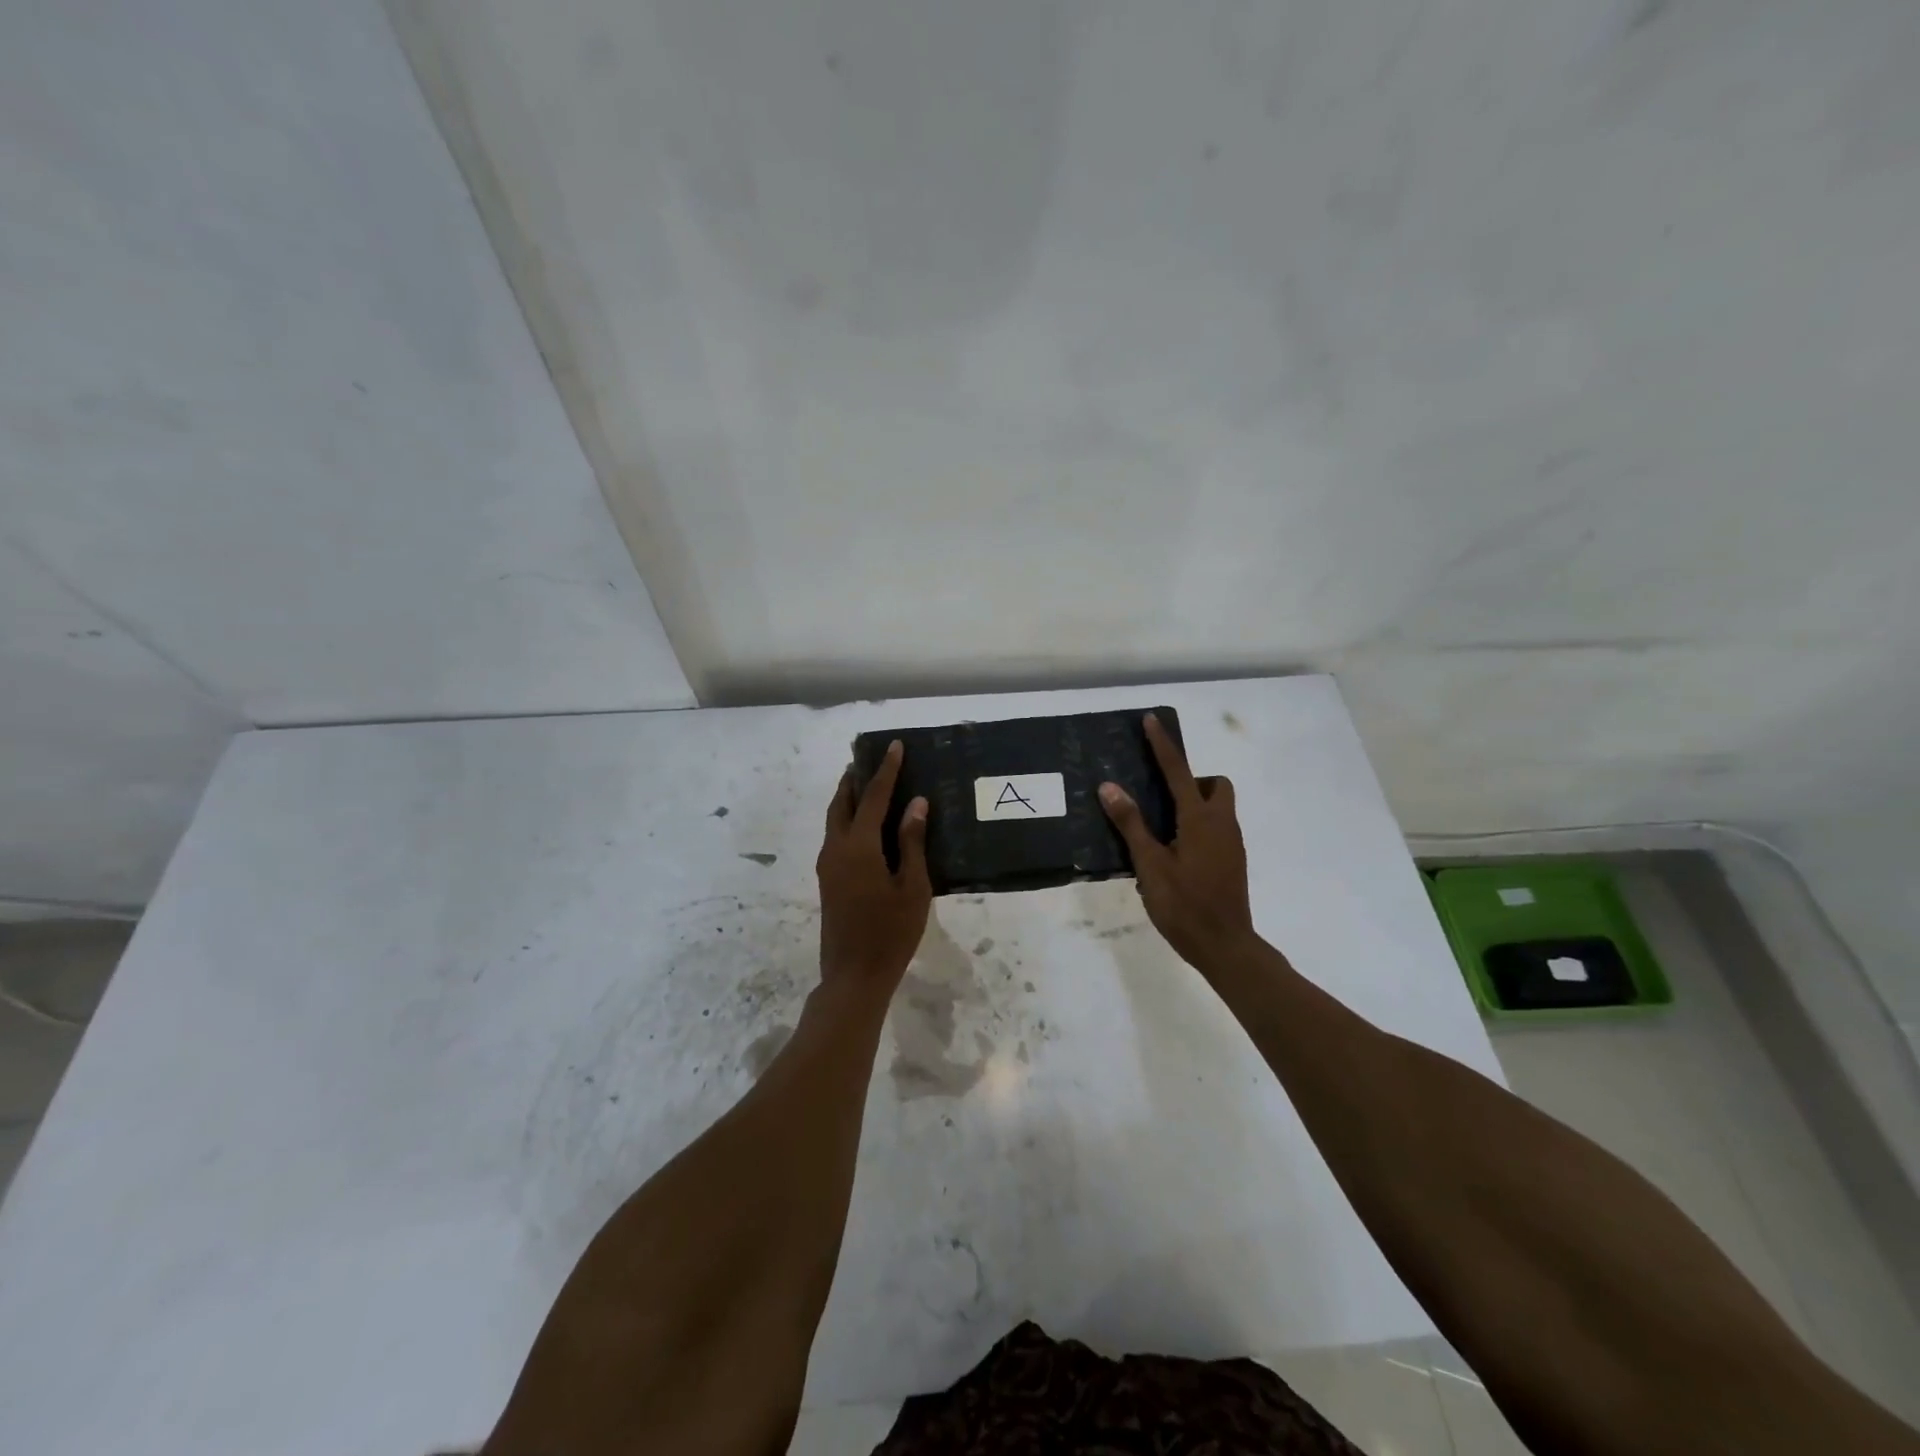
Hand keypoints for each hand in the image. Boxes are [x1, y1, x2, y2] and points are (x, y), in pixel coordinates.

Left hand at [816, 741, 930, 992]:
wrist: (854, 976)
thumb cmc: (891, 933)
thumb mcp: (912, 887)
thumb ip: (912, 842)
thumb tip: (915, 804)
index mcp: (858, 847)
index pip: (872, 797)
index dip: (886, 770)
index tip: (895, 746)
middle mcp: (836, 849)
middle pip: (841, 803)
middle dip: (855, 778)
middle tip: (871, 759)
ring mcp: (828, 866)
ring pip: (834, 819)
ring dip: (848, 798)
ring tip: (867, 784)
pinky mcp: (828, 880)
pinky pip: (835, 836)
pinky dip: (847, 819)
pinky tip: (866, 825)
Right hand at [1099, 714, 1254, 970]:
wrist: (1225, 946)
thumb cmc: (1184, 905)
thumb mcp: (1150, 865)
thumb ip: (1131, 824)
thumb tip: (1110, 787)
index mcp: (1200, 819)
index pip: (1178, 771)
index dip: (1163, 745)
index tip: (1151, 720)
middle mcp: (1222, 824)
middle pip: (1214, 785)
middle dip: (1191, 780)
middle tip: (1161, 798)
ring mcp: (1231, 844)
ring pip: (1217, 808)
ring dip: (1193, 805)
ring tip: (1160, 829)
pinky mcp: (1232, 861)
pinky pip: (1216, 829)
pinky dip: (1197, 827)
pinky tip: (1173, 854)